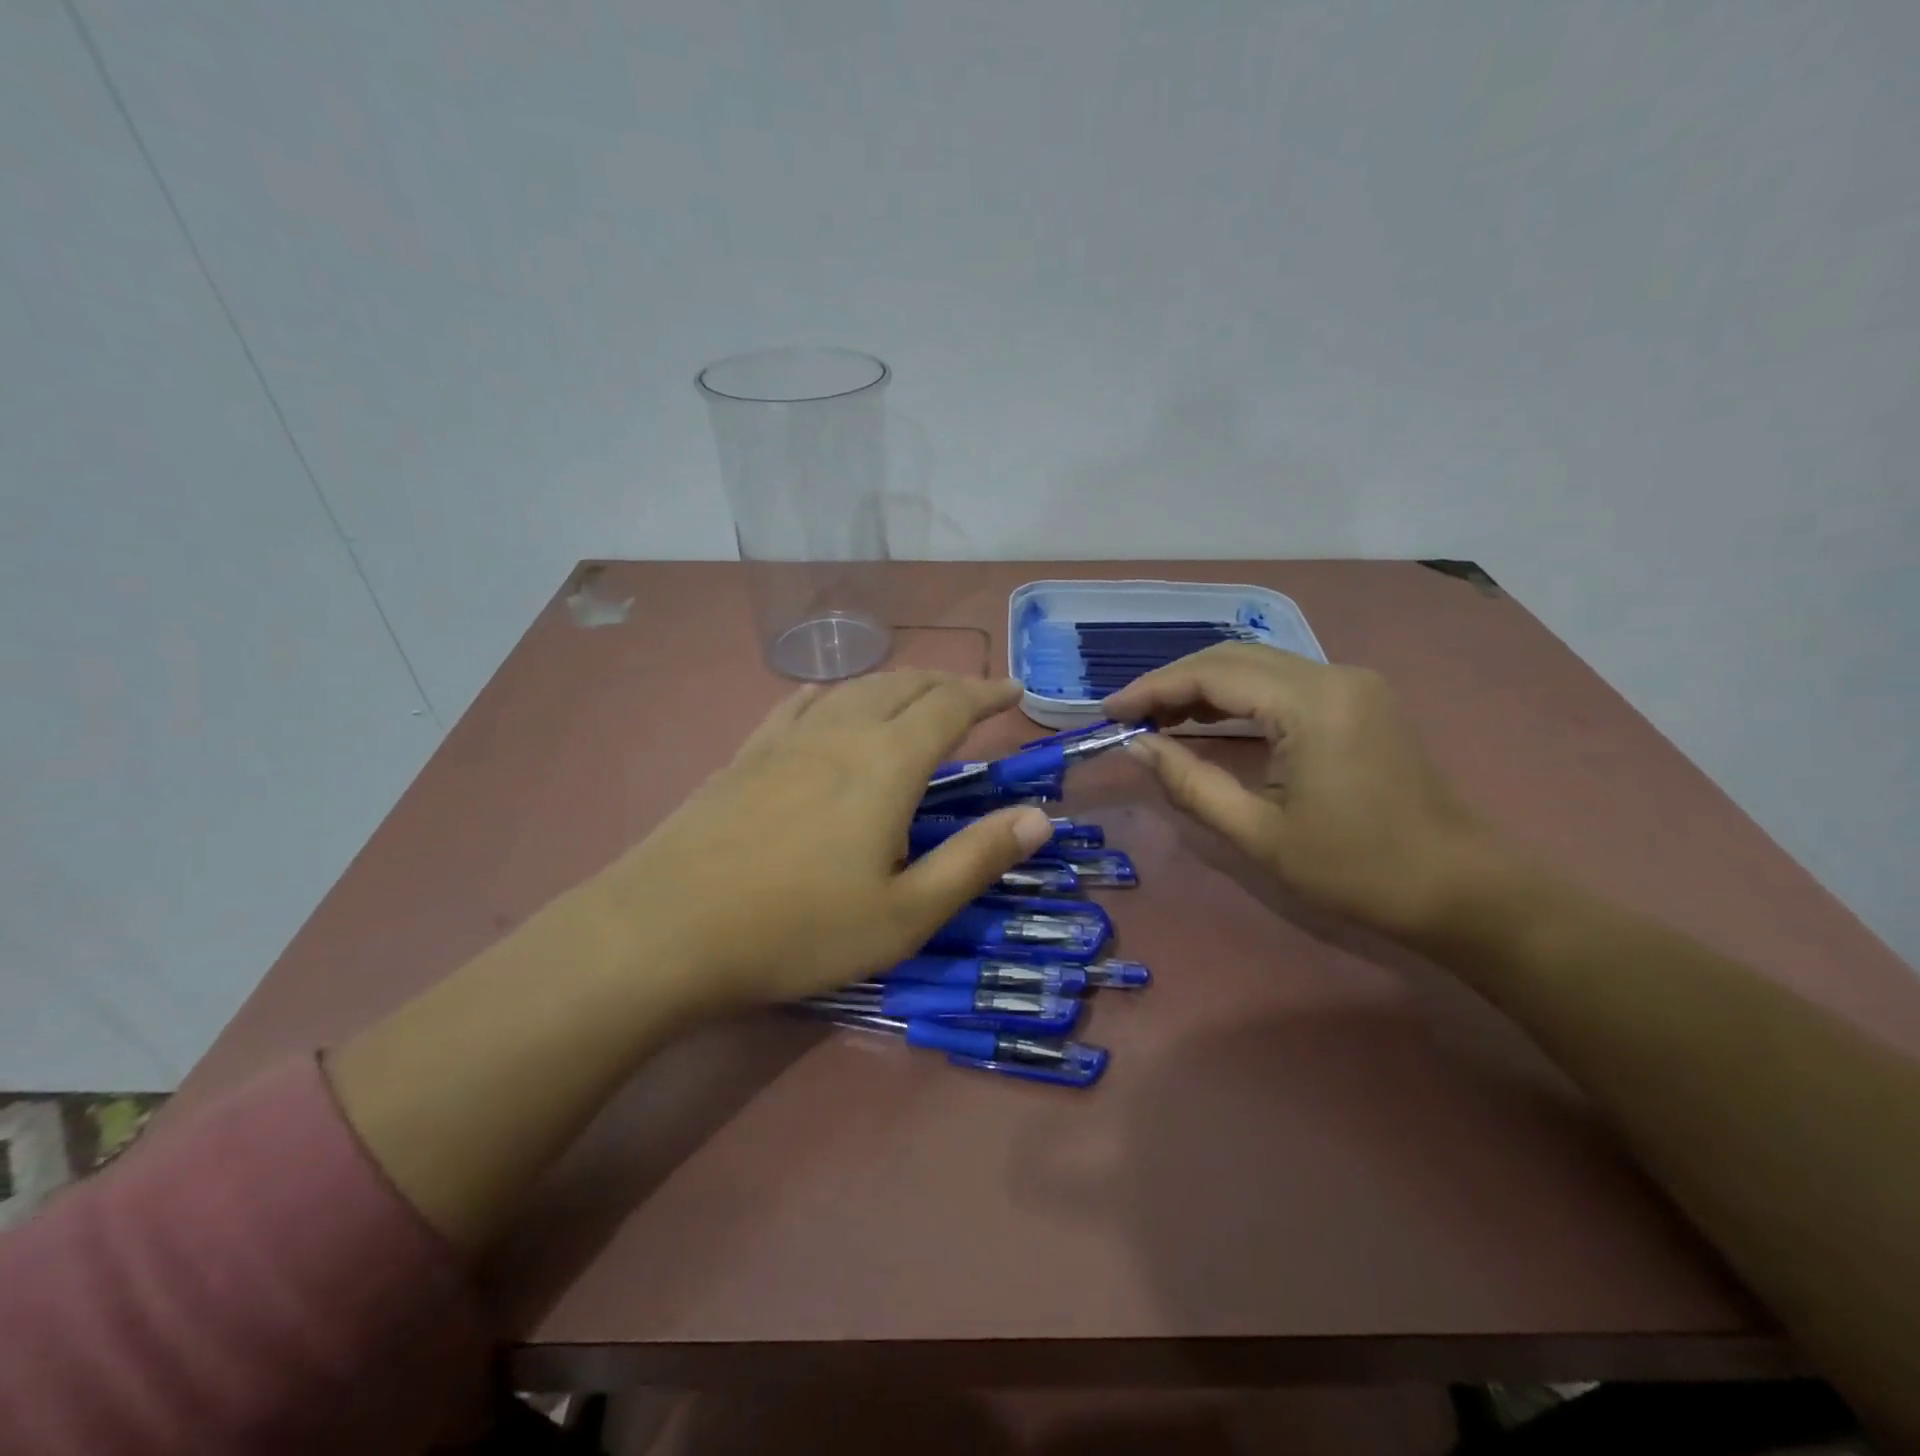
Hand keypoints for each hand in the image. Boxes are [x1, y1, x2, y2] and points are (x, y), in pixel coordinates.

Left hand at [589, 671, 1054, 1010]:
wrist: (666, 929)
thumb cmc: (798, 929)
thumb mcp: (905, 914)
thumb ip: (975, 859)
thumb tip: (1039, 817)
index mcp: (886, 763)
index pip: (950, 705)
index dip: (987, 693)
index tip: (1014, 691)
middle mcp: (840, 732)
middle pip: (903, 684)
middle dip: (947, 682)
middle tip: (974, 696)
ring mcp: (785, 739)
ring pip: (852, 688)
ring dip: (895, 683)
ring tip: (914, 697)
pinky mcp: (744, 755)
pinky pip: (798, 704)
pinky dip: (831, 694)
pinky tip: (826, 703)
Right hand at [1105, 644, 1497, 939]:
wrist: (1462, 889)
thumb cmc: (1357, 869)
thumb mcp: (1258, 834)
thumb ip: (1189, 782)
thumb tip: (1137, 745)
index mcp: (1310, 704)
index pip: (1212, 675)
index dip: (1153, 689)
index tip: (1108, 712)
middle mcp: (1332, 675)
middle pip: (1233, 657)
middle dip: (1173, 682)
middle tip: (1128, 716)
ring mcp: (1351, 683)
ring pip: (1257, 664)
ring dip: (1203, 686)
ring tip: (1156, 718)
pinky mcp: (1359, 699)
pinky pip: (1282, 681)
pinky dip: (1237, 696)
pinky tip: (1208, 720)